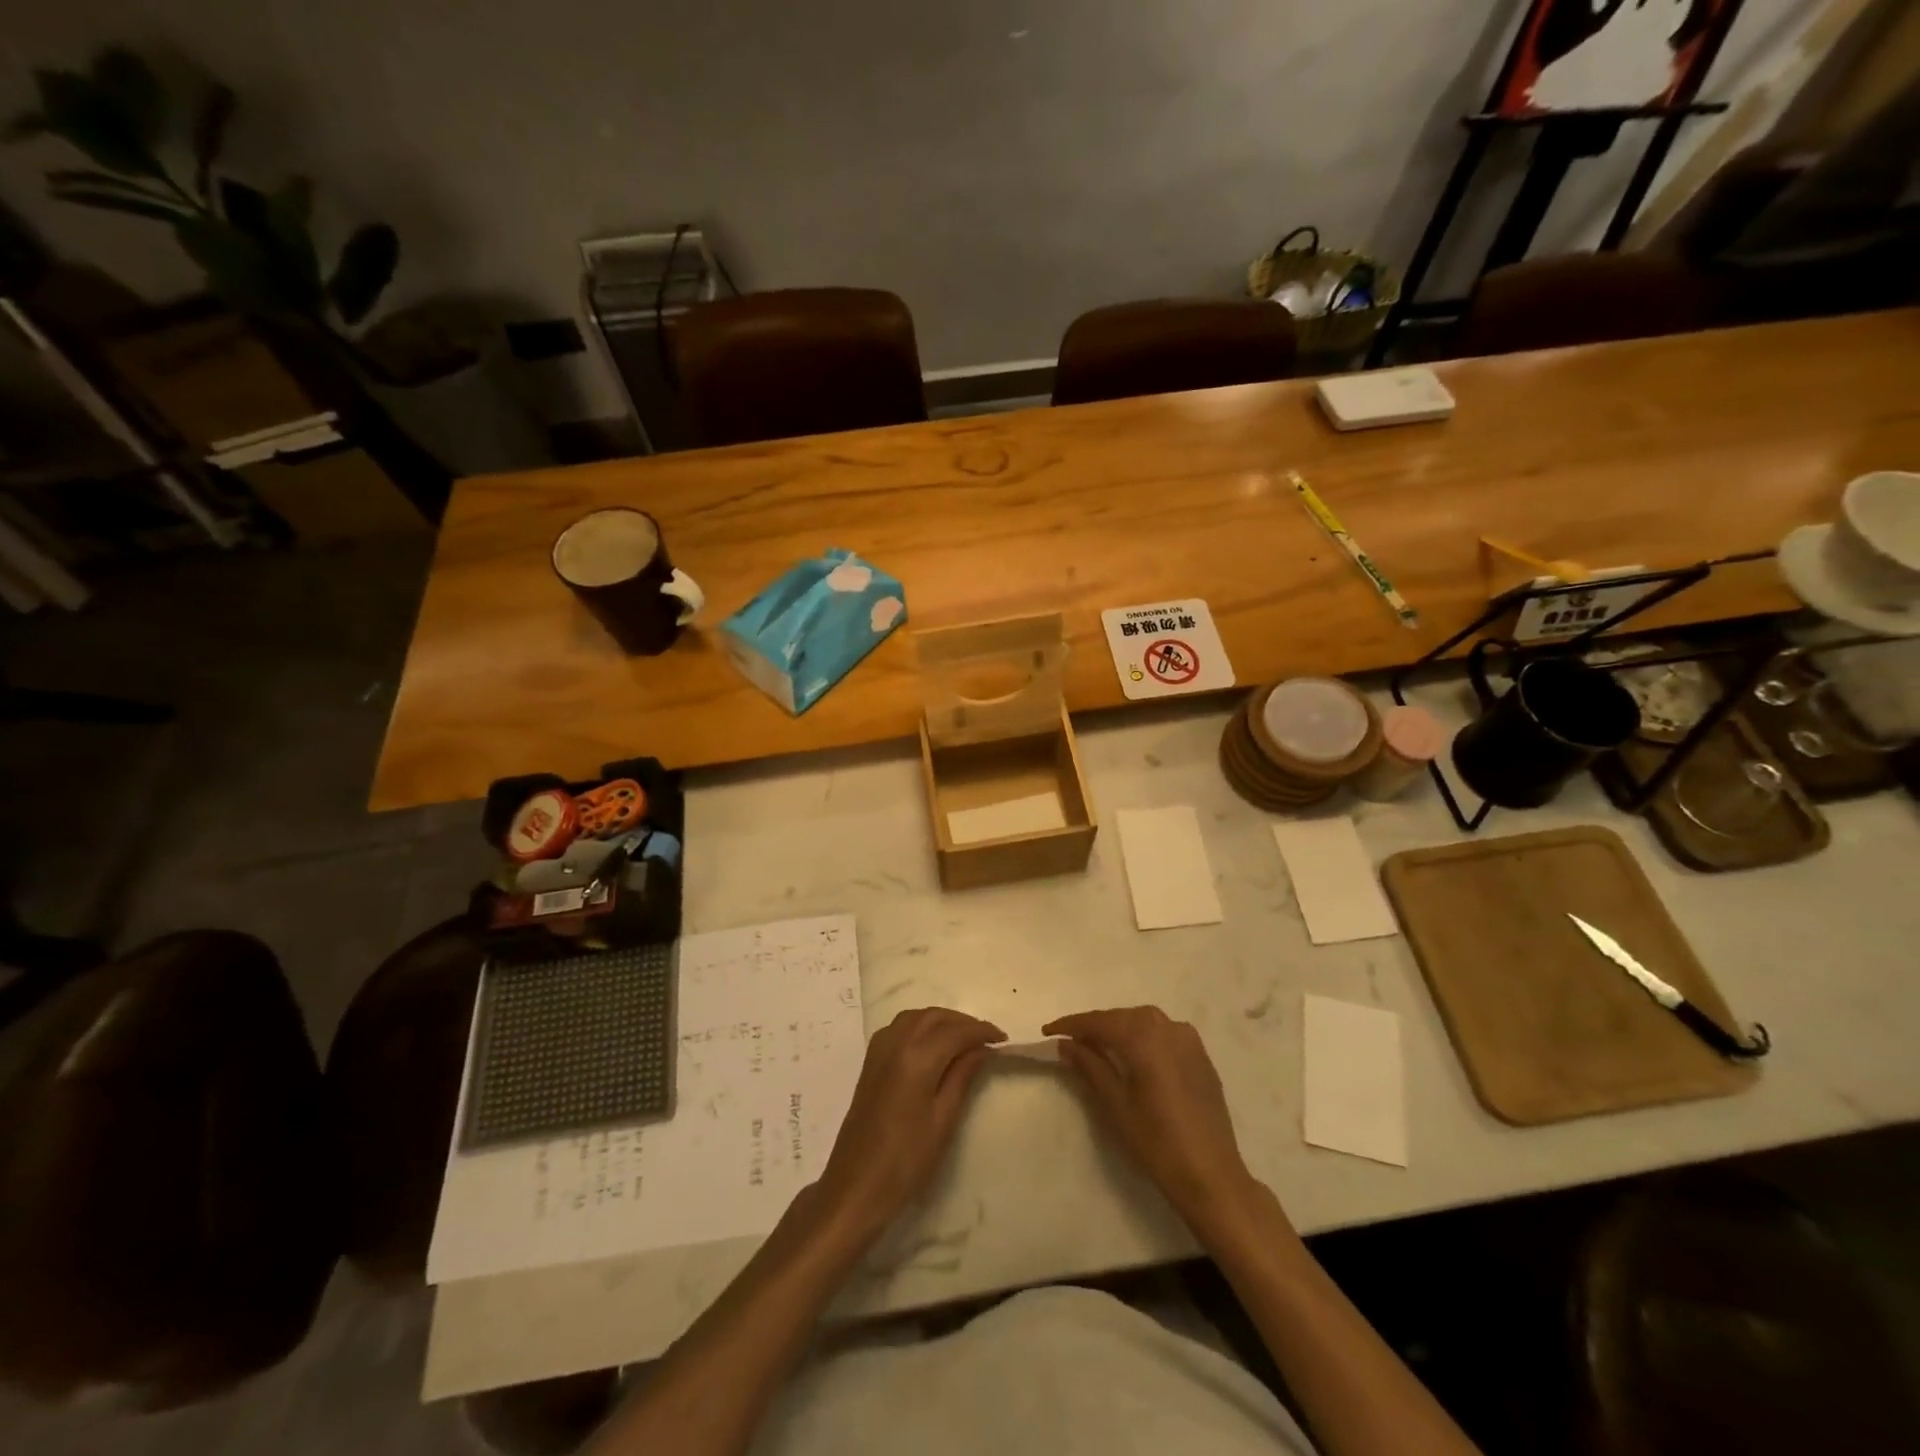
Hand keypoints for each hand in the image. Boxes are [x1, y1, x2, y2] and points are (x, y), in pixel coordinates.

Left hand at [814, 1007, 1004, 1237]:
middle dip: (962, 1022)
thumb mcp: (943, 1121)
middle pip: (934, 1016)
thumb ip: (962, 1077)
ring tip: (963, 1039)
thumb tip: (981, 1049)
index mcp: (916, 1058)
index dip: (981, 1031)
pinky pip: (899, 1027)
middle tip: (986, 1038)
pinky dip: (920, 1025)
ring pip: (915, 1017)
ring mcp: (879, 1050)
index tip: (1003, 1038)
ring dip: (940, 1020)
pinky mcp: (870, 1061)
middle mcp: (895, 1044)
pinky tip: (931, 1044)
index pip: (955, 1032)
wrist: (856, 1186)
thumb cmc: (906, 1161)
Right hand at [1043, 1006, 1264, 1234]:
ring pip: (1143, 1022)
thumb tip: (1066, 1044)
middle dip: (1095, 1026)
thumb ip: (1090, 1066)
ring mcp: (1188, 1039)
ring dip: (1119, 1029)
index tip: (1048, 1031)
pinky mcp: (1200, 1055)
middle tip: (1071, 1042)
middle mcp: (1167, 1027)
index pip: (1099, 1021)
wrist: (1211, 1175)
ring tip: (1098, 1047)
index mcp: (1143, 1036)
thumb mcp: (1115, 1104)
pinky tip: (1133, 1055)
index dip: (1071, 1025)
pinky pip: (1164, 1034)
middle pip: (1122, 1017)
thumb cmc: (1156, 1141)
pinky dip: (1143, 1037)